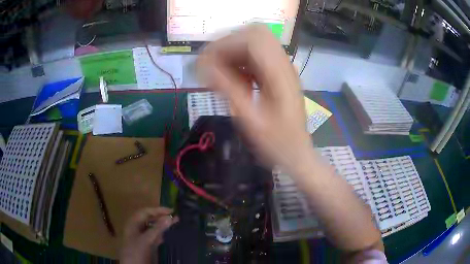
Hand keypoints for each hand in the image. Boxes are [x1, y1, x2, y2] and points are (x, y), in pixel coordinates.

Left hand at [120, 207, 177, 263]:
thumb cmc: (136, 251)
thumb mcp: (146, 240)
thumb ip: (157, 229)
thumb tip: (170, 217)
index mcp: (133, 223)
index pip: (146, 212)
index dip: (158, 210)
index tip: (172, 211)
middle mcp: (135, 228)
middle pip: (148, 219)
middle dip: (160, 217)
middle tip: (174, 218)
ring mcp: (139, 237)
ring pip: (151, 228)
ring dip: (161, 226)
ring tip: (173, 225)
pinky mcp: (143, 246)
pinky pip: (152, 237)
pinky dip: (159, 235)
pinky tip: (165, 237)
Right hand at [197, 24, 314, 175]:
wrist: (297, 154)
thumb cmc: (276, 144)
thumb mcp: (250, 120)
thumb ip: (227, 90)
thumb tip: (202, 67)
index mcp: (280, 74)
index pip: (253, 39)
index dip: (225, 44)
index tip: (205, 62)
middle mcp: (283, 64)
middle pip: (255, 34)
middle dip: (229, 44)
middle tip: (212, 65)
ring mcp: (283, 67)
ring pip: (255, 43)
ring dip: (234, 53)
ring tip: (221, 73)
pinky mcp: (278, 74)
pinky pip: (257, 57)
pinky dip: (242, 62)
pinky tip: (236, 79)